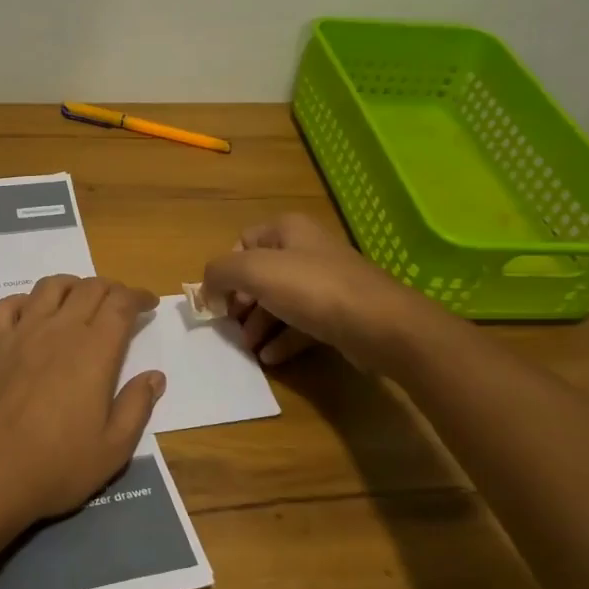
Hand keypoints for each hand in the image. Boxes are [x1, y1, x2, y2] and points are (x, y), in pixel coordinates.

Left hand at [0, 275, 166, 532]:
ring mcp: (21, 333)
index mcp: (95, 351)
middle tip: (121, 304)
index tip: (149, 304)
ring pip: (50, 287)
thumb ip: (137, 406)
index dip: (139, 296)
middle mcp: (59, 330)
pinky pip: (7, 305)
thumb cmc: (57, 466)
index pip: (121, 303)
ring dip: (72, 286)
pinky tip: (32, 315)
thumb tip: (154, 376)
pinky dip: (25, 301)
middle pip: (90, 288)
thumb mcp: (114, 448)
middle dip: (112, 289)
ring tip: (80, 300)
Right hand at [200, 213, 427, 367]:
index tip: (219, 298)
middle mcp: (307, 250)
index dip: (227, 268)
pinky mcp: (338, 313)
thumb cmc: (312, 289)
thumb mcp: (254, 271)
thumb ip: (220, 272)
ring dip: (259, 324)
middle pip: (260, 274)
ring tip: (249, 348)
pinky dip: (283, 339)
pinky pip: (301, 324)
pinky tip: (270, 358)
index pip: (243, 241)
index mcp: (288, 230)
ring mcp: (325, 283)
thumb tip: (208, 289)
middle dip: (241, 302)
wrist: (380, 325)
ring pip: (280, 301)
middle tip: (231, 325)